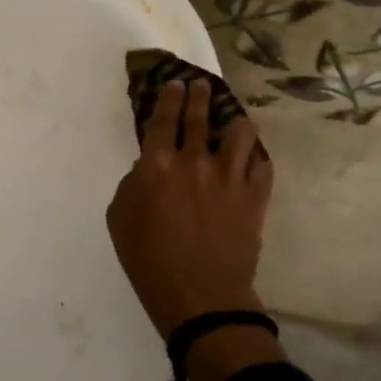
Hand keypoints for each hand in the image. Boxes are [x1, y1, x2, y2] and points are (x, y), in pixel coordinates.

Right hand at [106, 79, 276, 380]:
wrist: (200, 296)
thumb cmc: (148, 261)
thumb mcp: (119, 221)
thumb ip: (131, 186)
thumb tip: (146, 169)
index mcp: (157, 166)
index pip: (163, 119)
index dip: (168, 97)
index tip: (174, 84)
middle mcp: (195, 162)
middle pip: (200, 117)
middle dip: (199, 96)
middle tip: (200, 86)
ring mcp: (230, 177)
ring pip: (240, 133)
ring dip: (234, 121)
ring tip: (233, 119)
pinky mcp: (255, 196)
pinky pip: (261, 164)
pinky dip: (255, 157)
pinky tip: (251, 157)